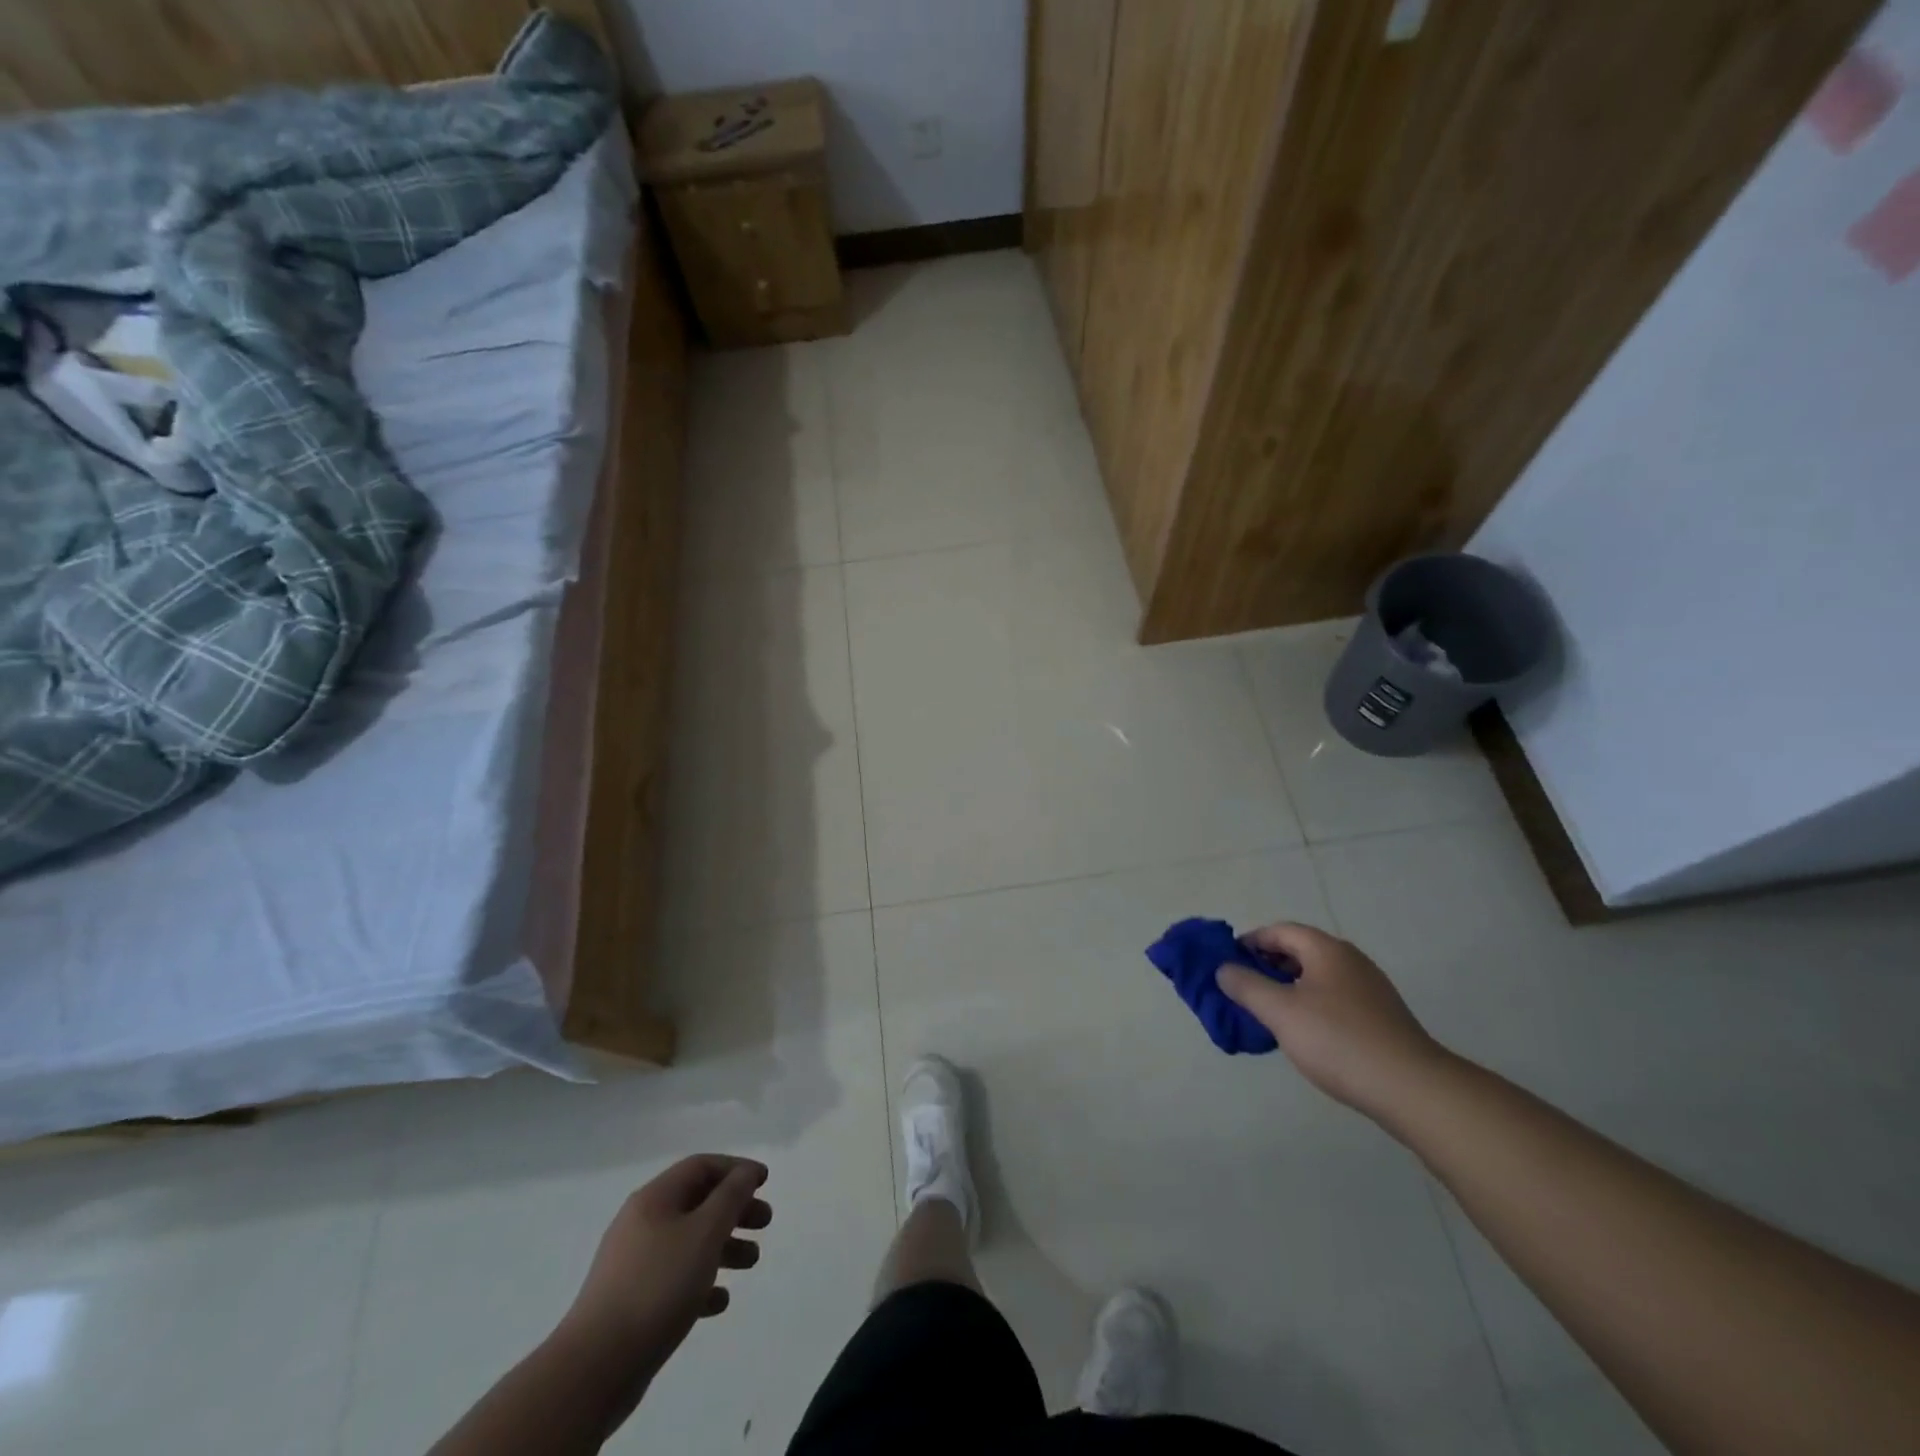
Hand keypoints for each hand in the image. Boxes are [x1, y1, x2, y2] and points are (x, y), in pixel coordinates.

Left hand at [561, 1155, 771, 1375]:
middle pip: (697, 1203)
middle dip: (734, 1209)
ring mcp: (633, 1263)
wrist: (594, 1367)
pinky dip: (701, 1282)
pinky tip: (719, 1302)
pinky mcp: (631, 1302)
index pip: (701, 1166)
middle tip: (765, 1222)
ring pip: (688, 1242)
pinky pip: (674, 1279)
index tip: (765, 1182)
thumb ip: (731, 1197)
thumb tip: (746, 1172)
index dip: (736, 1169)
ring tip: (751, 1262)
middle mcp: (641, 1223)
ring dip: (723, 1246)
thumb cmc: (657, 1286)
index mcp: (655, 1199)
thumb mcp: (704, 1233)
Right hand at [1217, 922, 1446, 1122]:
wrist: (1412, 1090)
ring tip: (1268, 1014)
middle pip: (1299, 951)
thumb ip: (1246, 986)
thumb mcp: (1280, 1012)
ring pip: (1317, 977)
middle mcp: (1350, 961)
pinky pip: (1334, 998)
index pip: (1280, 931)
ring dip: (1288, 987)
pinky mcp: (1381, 1017)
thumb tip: (1224, 969)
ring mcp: (1370, 989)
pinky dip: (1310, 1005)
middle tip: (1244, 989)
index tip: (1228, 963)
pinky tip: (1303, 1033)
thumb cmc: (1338, 1041)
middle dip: (1267, 966)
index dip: (1250, 942)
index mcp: (1327, 950)